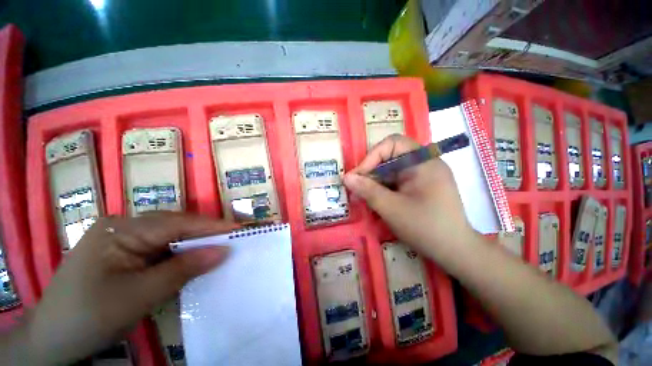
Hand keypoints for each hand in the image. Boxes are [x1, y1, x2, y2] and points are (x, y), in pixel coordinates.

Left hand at [17, 212, 236, 364]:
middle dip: (205, 235)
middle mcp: (124, 227)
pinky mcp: (126, 255)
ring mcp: (124, 240)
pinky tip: (192, 262)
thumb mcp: (139, 296)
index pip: (178, 223)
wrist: (54, 341)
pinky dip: (180, 256)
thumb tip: (224, 251)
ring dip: (194, 245)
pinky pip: (161, 250)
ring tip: (218, 250)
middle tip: (233, 241)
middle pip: (175, 226)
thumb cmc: (89, 316)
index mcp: (122, 229)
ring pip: (170, 237)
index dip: (211, 227)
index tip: (240, 230)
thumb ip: (184, 270)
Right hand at [344, 134, 472, 255]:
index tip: (358, 176)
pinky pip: (397, 181)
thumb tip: (346, 177)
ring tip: (364, 197)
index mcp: (423, 162)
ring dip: (376, 182)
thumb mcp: (391, 208)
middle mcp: (425, 164)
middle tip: (357, 189)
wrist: (455, 252)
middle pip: (391, 157)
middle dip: (371, 172)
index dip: (372, 156)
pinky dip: (384, 189)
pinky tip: (378, 201)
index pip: (392, 144)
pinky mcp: (421, 187)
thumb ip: (367, 190)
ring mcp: (424, 176)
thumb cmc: (425, 228)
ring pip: (392, 171)